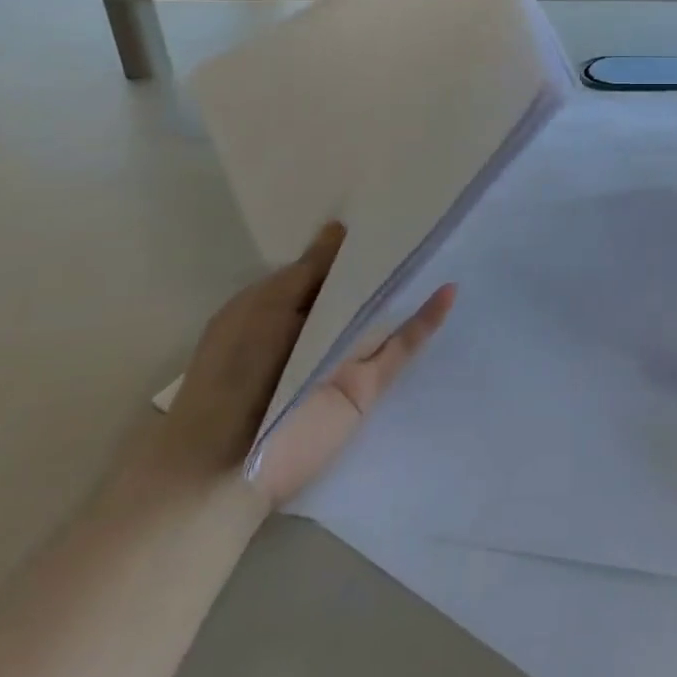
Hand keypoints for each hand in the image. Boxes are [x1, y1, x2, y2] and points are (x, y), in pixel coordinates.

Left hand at [151, 222, 454, 505]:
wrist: (227, 464)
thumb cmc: (233, 372)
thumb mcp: (264, 306)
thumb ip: (309, 270)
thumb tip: (339, 229)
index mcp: (281, 309)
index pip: (323, 270)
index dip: (348, 245)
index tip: (381, 212)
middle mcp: (314, 331)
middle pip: (355, 291)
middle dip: (382, 261)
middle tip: (420, 221)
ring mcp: (342, 359)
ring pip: (381, 316)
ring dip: (407, 287)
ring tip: (443, 246)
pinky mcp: (366, 387)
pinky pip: (400, 348)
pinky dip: (425, 321)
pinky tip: (448, 292)